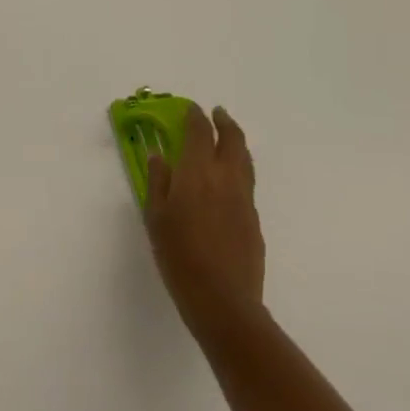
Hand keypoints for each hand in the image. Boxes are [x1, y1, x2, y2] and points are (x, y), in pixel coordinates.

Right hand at [144, 104, 266, 342]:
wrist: (224, 301)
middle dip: (224, 122)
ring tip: (227, 138)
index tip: (189, 109)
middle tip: (216, 114)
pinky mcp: (254, 219)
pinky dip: (239, 167)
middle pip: (232, 139)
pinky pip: (247, 181)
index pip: (200, 132)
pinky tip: (228, 179)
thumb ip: (158, 182)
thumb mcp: (156, 218)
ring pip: (245, 159)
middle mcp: (225, 177)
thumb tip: (159, 156)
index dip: (195, 116)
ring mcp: (244, 198)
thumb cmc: (179, 257)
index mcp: (197, 172)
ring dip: (236, 142)